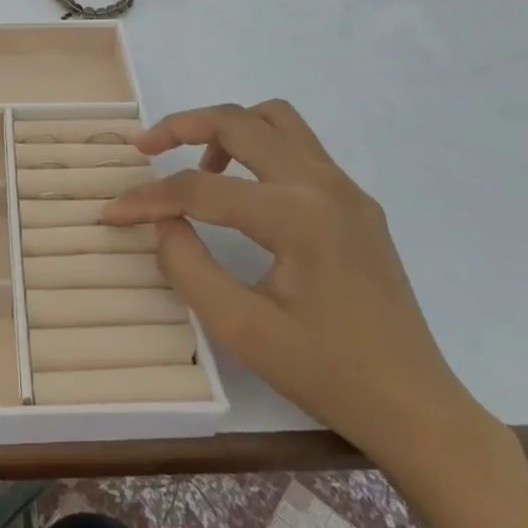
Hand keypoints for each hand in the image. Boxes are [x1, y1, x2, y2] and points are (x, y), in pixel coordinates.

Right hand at [102, 100, 483, 468]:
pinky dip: (259, 148)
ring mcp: (345, 189)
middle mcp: (322, 183)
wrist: (416, 406)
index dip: (148, 199)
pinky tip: (243, 194)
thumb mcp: (241, 329)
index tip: (111, 212)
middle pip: (240, 121)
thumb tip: (163, 222)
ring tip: (199, 168)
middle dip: (184, 125)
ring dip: (229, 129)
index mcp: (294, 214)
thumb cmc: (327, 373)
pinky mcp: (356, 204)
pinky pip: (299, 148)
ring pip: (276, 120)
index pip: (201, 189)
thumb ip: (188, 266)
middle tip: (146, 148)